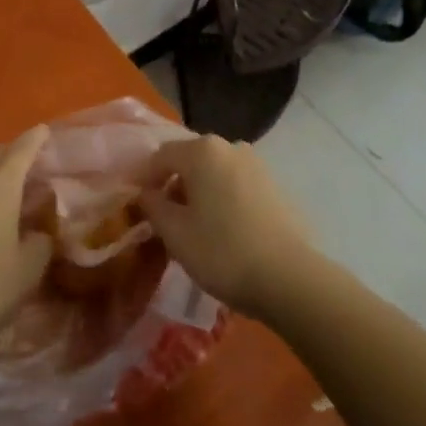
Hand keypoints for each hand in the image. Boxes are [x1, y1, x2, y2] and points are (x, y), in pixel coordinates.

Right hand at [134, 135, 315, 317]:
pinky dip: (223, 199)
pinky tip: (223, 230)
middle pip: (190, 160)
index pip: (160, 155)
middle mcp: (230, 147)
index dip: (144, 179)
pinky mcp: (275, 186)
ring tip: (193, 227)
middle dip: (173, 185)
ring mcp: (257, 164)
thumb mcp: (175, 233)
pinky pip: (236, 185)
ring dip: (199, 193)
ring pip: (215, 173)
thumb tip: (147, 193)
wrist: (289, 277)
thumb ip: (153, 206)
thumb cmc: (222, 252)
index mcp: (202, 151)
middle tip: (164, 219)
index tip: (137, 206)